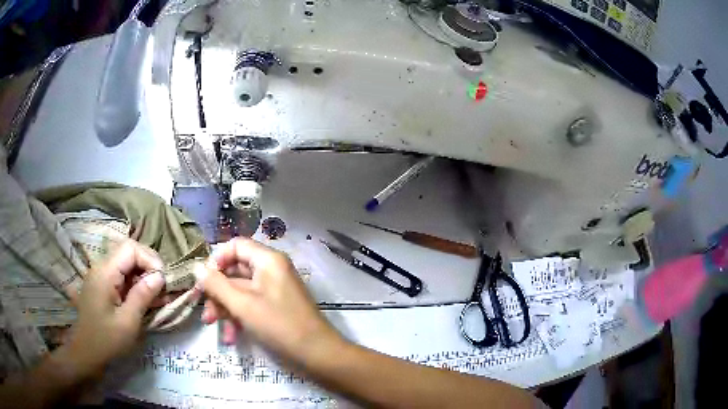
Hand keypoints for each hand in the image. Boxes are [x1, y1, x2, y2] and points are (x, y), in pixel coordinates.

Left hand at [66, 240, 165, 374]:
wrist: (87, 353)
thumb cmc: (107, 340)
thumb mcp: (128, 322)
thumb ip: (142, 296)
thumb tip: (159, 276)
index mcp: (105, 273)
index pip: (130, 249)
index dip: (149, 259)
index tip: (163, 280)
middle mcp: (102, 268)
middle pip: (129, 253)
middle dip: (149, 266)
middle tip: (163, 287)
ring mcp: (101, 277)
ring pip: (127, 265)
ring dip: (144, 276)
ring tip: (160, 295)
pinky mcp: (103, 287)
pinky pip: (122, 277)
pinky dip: (136, 285)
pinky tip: (147, 299)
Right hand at [195, 238, 342, 367]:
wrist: (317, 354)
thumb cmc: (279, 325)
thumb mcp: (242, 305)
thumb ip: (216, 285)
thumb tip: (196, 268)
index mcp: (268, 260)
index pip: (236, 246)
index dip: (216, 260)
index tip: (203, 281)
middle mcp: (271, 270)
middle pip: (235, 271)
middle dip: (217, 292)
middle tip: (204, 311)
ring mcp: (274, 289)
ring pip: (240, 291)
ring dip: (224, 308)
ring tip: (213, 326)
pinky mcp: (275, 307)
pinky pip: (250, 305)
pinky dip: (239, 317)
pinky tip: (231, 337)